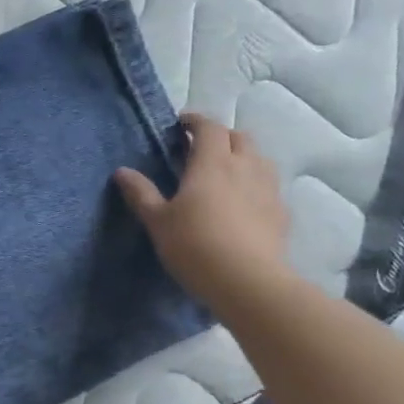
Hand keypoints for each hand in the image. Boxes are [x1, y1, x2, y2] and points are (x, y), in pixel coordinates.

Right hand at [115, 114, 291, 312]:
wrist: (248, 282)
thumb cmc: (195, 245)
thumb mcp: (158, 221)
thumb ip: (141, 193)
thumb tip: (122, 172)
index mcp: (212, 163)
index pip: (209, 127)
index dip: (195, 121)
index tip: (181, 124)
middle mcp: (245, 167)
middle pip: (239, 137)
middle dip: (220, 136)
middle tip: (201, 149)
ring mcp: (268, 189)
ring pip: (259, 159)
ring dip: (242, 157)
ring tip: (225, 173)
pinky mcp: (281, 212)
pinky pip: (268, 186)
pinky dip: (255, 184)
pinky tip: (244, 203)